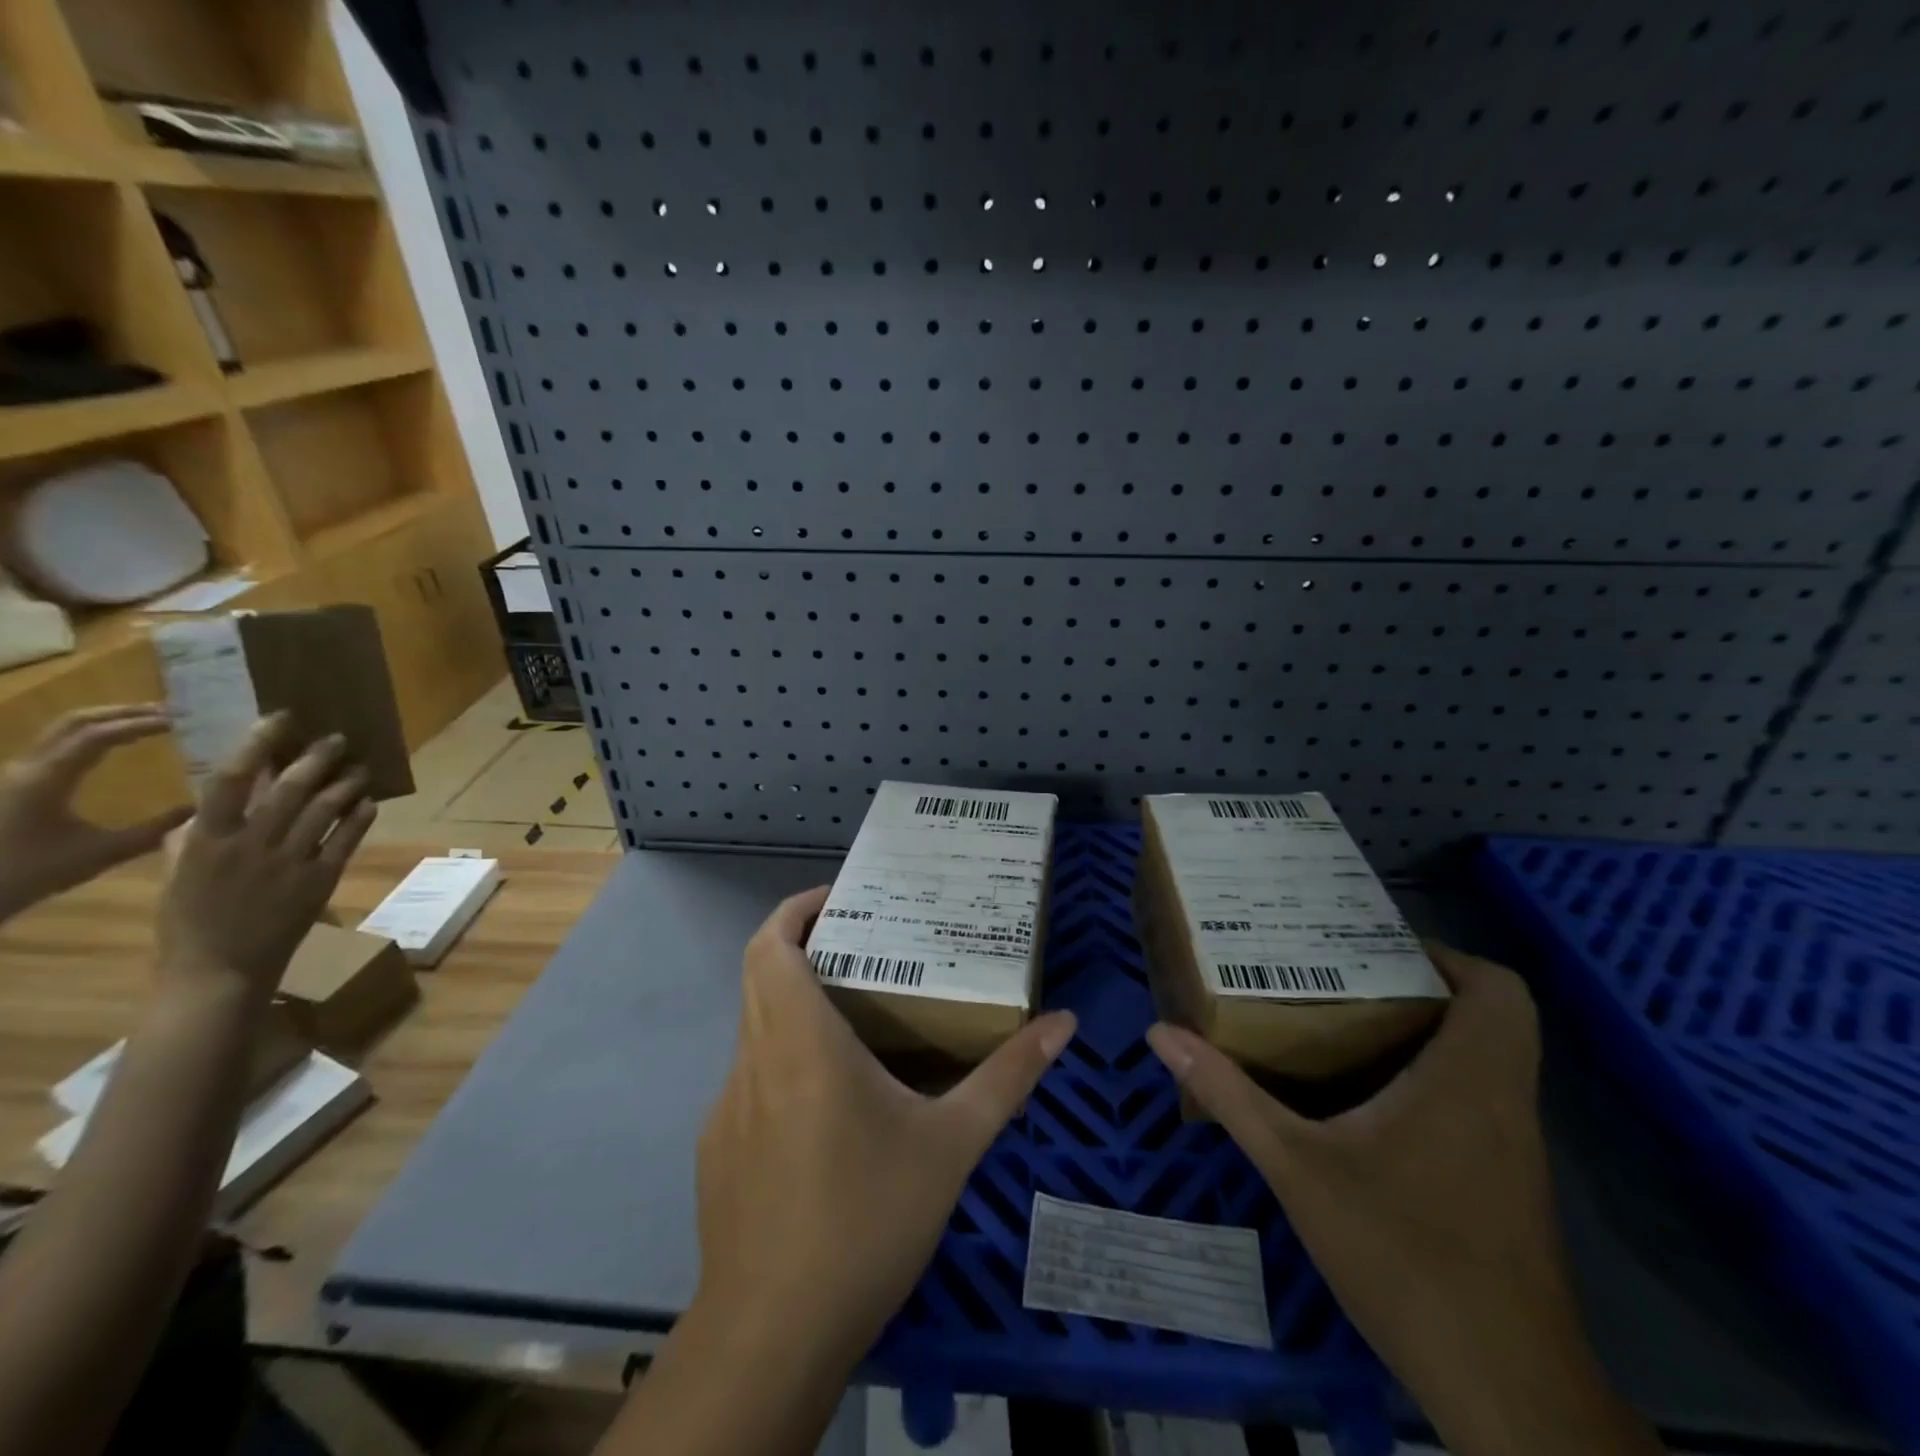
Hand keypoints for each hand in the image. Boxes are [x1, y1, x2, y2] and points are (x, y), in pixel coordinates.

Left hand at [0, 706, 190, 919]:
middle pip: (75, 722)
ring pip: (64, 731)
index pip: (97, 736)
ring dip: (108, 721)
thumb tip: (201, 808)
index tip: (181, 721)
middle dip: (123, 712)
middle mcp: (27, 768)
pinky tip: (117, 747)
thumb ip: (154, 830)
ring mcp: (18, 774)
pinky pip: (60, 747)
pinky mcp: (17, 784)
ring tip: (150, 723)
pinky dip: (94, 737)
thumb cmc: (30, 873)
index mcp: (45, 779)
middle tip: (171, 713)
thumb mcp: (100, 854)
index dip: (140, 724)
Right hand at [157, 715, 374, 998]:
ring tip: (361, 766)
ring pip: (325, 809)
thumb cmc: (191, 923)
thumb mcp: (179, 875)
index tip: (280, 719)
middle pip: (290, 788)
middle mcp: (250, 845)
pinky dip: (360, 816)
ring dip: (347, 782)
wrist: (219, 971)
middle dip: (317, 758)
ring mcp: (288, 862)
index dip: (257, 744)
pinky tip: (370, 801)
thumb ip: (194, 838)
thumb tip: (209, 806)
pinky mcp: (320, 879)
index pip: (231, 780)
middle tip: (338, 738)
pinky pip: (347, 838)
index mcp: (206, 840)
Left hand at [693, 886, 1076, 1366]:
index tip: (839, 899)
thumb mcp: (952, 1145)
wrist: (774, 1334)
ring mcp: (726, 1107)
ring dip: (795, 1007)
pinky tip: (829, 1111)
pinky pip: (751, 1081)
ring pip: (755, 1028)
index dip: (795, 909)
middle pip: (759, 973)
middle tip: (864, 945)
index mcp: (798, 1041)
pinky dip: (784, 1063)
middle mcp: (753, 1060)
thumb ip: (1007, 1078)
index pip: (768, 944)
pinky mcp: (716, 1150)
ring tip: (856, 1020)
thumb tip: (1064, 1024)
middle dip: (803, 946)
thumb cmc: (866, 1219)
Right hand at [1147, 947, 1661, 1455]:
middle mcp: (1503, 1101)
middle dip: (1418, 986)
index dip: (1444, 954)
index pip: (1497, 988)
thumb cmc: (1403, 1256)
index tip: (1373, 946)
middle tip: (1342, 975)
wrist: (1502, 1388)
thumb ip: (1230, 1094)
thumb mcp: (1296, 1167)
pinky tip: (1366, 1101)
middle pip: (1492, 1014)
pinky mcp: (1506, 1184)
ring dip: (1425, 1030)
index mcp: (1469, 1079)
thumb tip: (1163, 1034)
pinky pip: (1478, 1099)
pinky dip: (1432, 1077)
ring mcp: (1512, 1148)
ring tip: (1341, 1020)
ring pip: (1486, 1058)